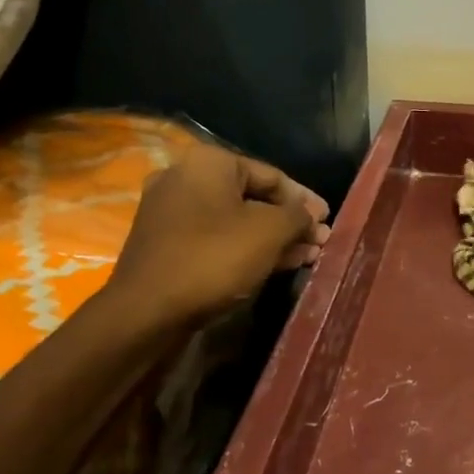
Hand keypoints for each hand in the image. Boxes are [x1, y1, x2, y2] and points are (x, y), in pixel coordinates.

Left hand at [101, 143, 329, 324]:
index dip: (305, 200)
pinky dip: (245, 248)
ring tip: (305, 258)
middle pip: (253, 198)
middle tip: (318, 243)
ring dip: (272, 238)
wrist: (146, 311)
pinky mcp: (165, 243)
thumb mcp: (269, 232)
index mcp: (208, 163)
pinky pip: (215, 237)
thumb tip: (310, 217)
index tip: (328, 222)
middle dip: (289, 222)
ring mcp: (170, 211)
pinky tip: (273, 265)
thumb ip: (297, 217)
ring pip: (235, 220)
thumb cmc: (213, 258)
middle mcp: (184, 178)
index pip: (272, 175)